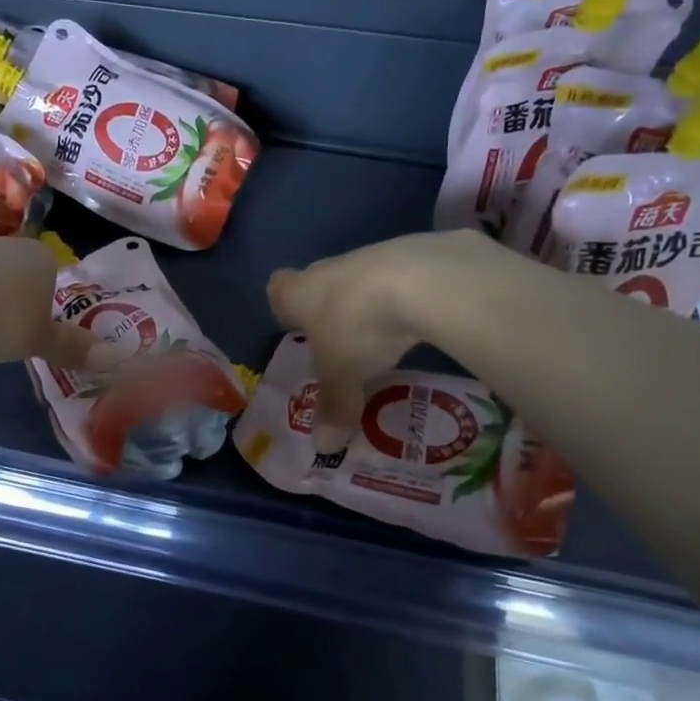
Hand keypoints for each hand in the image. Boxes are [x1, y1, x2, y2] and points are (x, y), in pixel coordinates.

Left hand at [0, 225, 110, 368]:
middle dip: (7, 267)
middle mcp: (1, 242)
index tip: (35, 314)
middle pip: (10, 248)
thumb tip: (113, 358)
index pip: (49, 266)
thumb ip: (72, 347)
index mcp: (37, 259)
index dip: (43, 288)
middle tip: (2, 300)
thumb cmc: (0, 323)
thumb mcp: (40, 341)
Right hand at [267, 231, 487, 450]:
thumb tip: (324, 448)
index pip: (279, 289)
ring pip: (361, 279)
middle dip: (328, 308)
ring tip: (386, 335)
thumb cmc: (358, 327)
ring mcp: (371, 256)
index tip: (294, 325)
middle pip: (320, 283)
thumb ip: (334, 408)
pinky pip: (400, 277)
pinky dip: (406, 296)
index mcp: (301, 293)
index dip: (284, 305)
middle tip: (341, 342)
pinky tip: (420, 320)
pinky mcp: (413, 252)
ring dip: (369, 302)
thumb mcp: (343, 376)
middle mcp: (330, 269)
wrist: (420, 279)